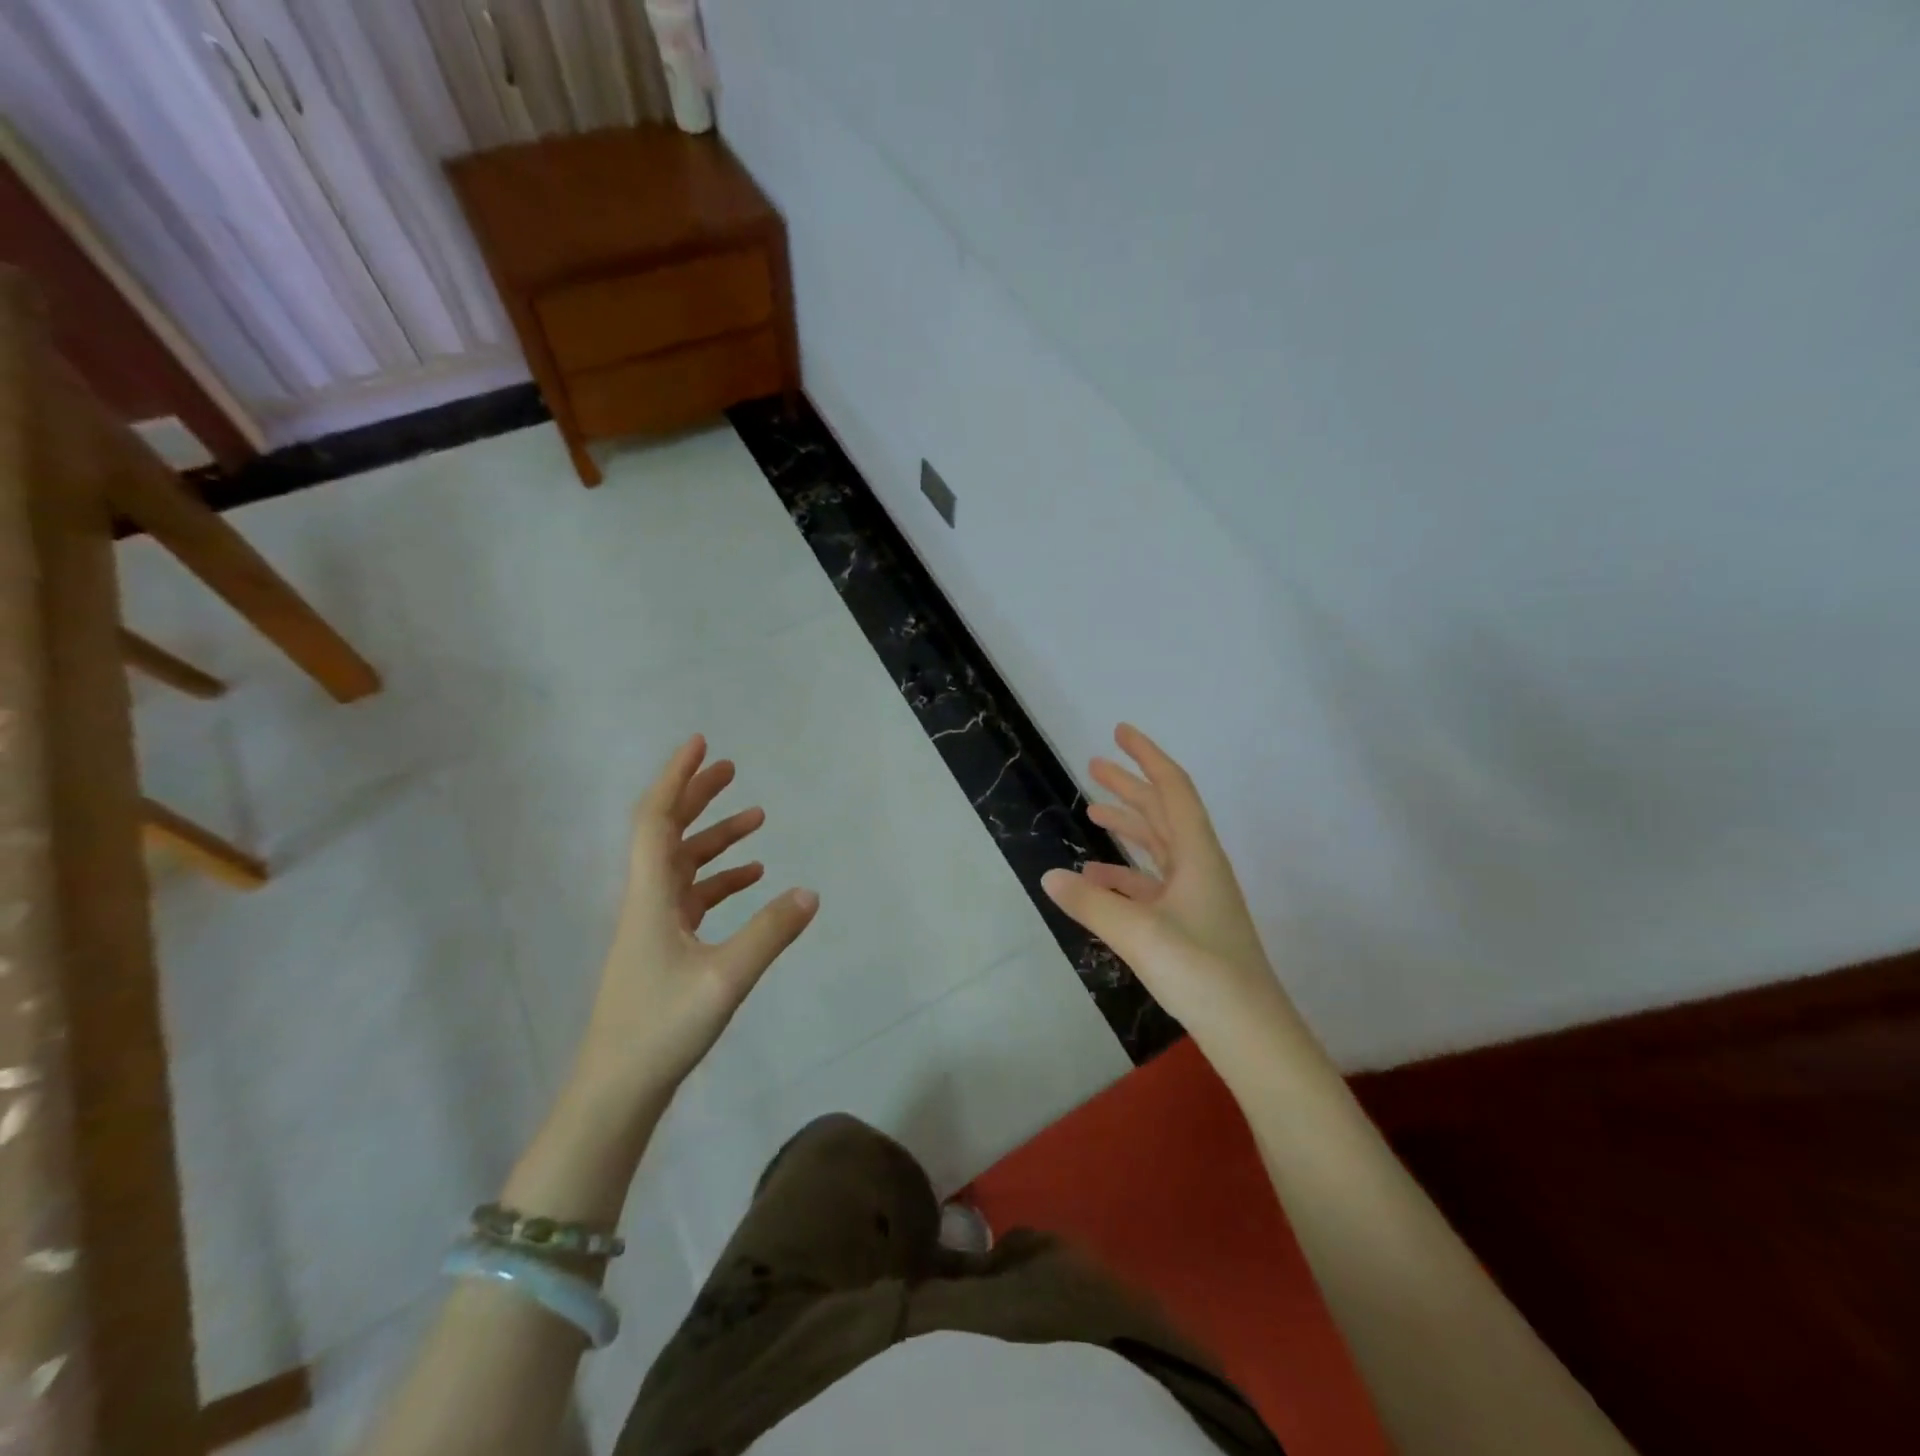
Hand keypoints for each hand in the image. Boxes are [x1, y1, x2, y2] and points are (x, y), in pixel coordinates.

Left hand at [573, 735, 818, 1104]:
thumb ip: (770, 933)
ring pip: (683, 864)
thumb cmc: (662, 1028)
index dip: (676, 778)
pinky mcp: (664, 947)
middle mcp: (647, 900)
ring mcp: (654, 925)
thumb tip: (810, 891)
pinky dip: (721, 878)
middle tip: (730, 768)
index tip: (699, 744)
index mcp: (651, 896)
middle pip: (667, 832)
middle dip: (696, 796)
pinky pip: (693, 896)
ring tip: (756, 818)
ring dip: (715, 837)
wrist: (616, 1090)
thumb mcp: (726, 978)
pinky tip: (752, 878)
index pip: (656, 820)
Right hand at [1044, 724, 1294, 1049]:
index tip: (1120, 732)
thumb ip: (1092, 902)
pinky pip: (1151, 882)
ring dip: (1127, 824)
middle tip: (1093, 765)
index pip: (1172, 789)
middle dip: (1130, 785)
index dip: (1147, 756)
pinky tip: (1096, 877)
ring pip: (1157, 845)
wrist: (1250, 1032)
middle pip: (1163, 812)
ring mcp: (1196, 896)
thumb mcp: (1138, 933)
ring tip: (1091, 810)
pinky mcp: (1189, 922)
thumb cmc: (1201, 972)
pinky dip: (1124, 871)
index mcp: (1198, 855)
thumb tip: (1050, 876)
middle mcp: (1200, 867)